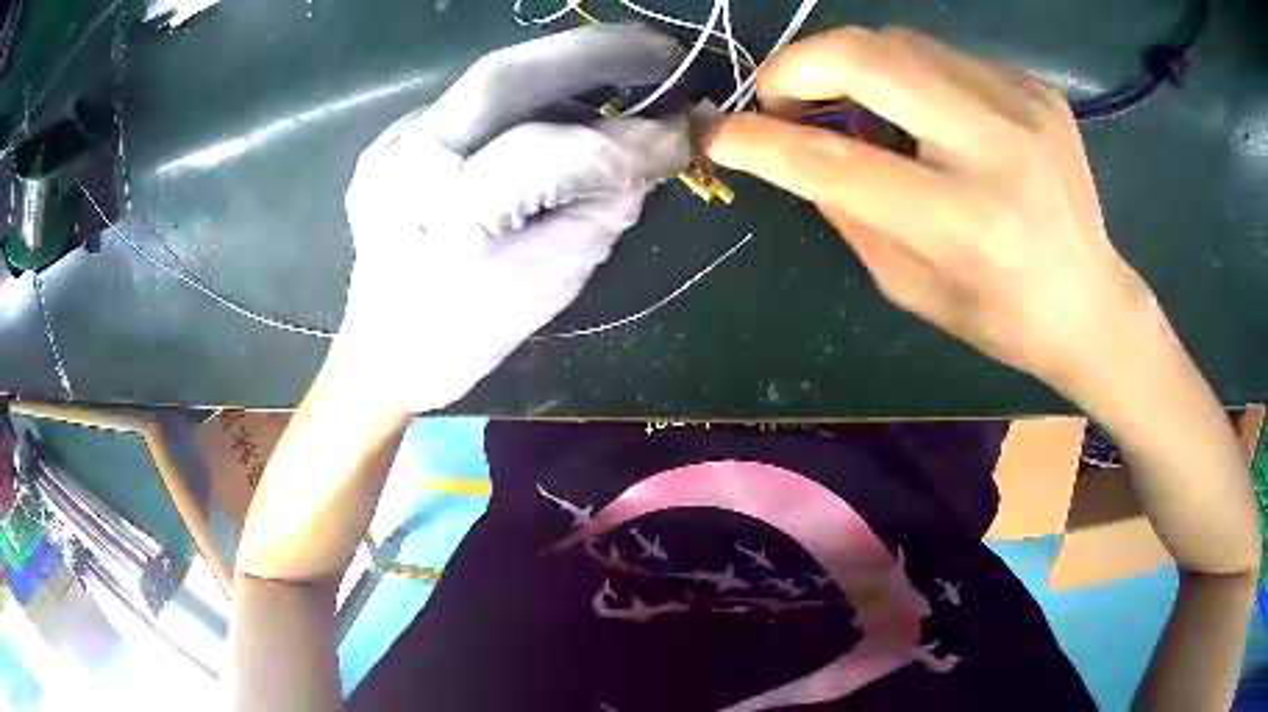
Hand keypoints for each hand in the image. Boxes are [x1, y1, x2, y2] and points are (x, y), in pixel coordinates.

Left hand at [338, 25, 690, 410]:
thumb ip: (603, 210)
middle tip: (661, 52)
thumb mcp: (550, 285)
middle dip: (594, 52)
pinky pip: (469, 106)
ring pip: (488, 82)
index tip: (685, 134)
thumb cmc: (465, 336)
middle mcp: (408, 167)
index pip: (551, 155)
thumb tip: (650, 154)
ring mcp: (390, 148)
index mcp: (449, 221)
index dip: (629, 140)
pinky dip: (522, 102)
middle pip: (503, 76)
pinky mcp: (387, 142)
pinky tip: (551, 116)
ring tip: (618, 84)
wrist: (382, 351)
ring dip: (563, 75)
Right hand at [705, 26, 1155, 405]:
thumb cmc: (1003, 317)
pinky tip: (926, 114)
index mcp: (966, 222)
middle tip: (784, 99)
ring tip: (859, 109)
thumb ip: (849, 212)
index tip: (716, 133)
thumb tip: (796, 152)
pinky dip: (911, 75)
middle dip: (797, 67)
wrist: (1093, 302)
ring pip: (899, 40)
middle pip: (866, 56)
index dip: (762, 142)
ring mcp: (1023, 103)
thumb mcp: (912, 287)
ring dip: (853, 66)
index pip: (838, 163)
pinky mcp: (1035, 86)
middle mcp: (998, 147)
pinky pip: (943, 55)